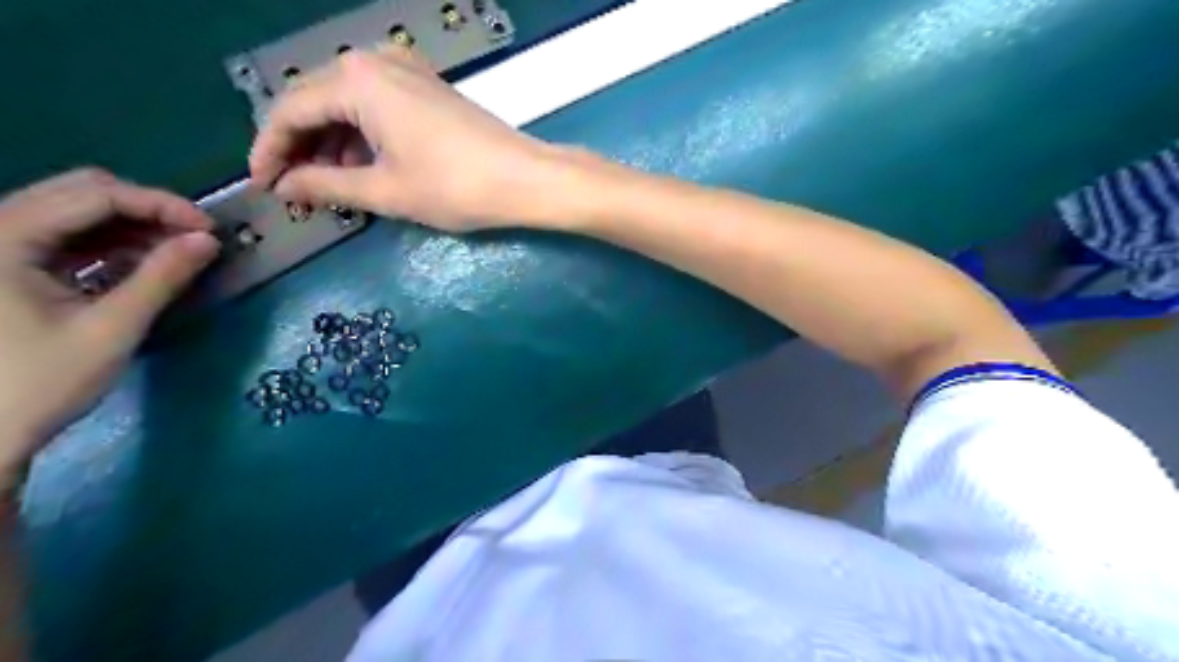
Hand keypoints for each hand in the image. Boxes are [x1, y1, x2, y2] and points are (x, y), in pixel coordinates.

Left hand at [0, 167, 218, 481]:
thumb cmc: (40, 384)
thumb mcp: (111, 329)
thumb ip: (161, 278)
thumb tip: (208, 241)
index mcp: (2, 238)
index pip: (95, 195)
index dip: (161, 204)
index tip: (210, 230)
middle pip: (81, 192)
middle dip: (147, 210)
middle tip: (195, 239)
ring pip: (74, 210)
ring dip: (132, 226)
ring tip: (176, 253)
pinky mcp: (5, 264)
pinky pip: (65, 235)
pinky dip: (109, 243)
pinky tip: (140, 265)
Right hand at [250, 46, 578, 232]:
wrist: (525, 179)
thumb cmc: (455, 187)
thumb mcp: (385, 191)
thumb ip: (326, 185)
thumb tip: (286, 188)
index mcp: (355, 80)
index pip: (289, 111)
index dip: (269, 151)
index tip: (262, 187)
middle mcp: (374, 62)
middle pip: (315, 102)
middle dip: (300, 148)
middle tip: (294, 191)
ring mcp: (405, 71)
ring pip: (346, 105)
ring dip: (331, 145)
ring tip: (327, 188)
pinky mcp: (426, 88)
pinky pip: (376, 106)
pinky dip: (362, 137)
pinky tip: (362, 168)